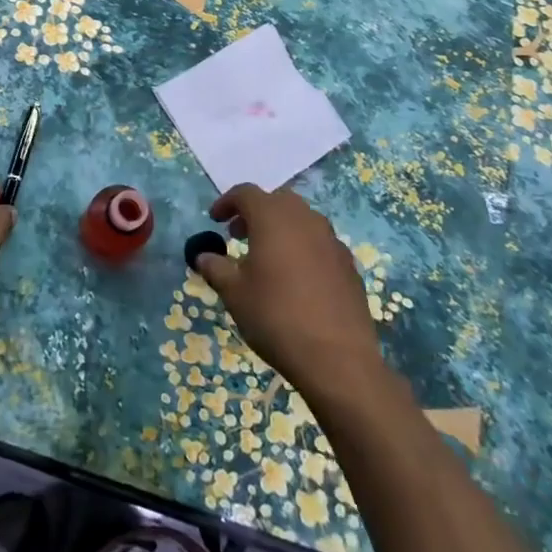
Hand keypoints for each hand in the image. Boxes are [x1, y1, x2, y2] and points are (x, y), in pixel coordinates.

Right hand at [191, 183, 383, 397]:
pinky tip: (295, 278)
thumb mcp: (234, 293)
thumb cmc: (276, 317)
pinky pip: (319, 243)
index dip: (227, 202)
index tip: (215, 220)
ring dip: (280, 228)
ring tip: (266, 257)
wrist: (337, 357)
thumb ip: (216, 268)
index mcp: (273, 218)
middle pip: (277, 201)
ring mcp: (331, 241)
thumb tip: (203, 256)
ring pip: (301, 220)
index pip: (246, 193)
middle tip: (238, 235)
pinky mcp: (348, 264)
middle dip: (255, 212)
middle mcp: (305, 219)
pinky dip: (302, 247)